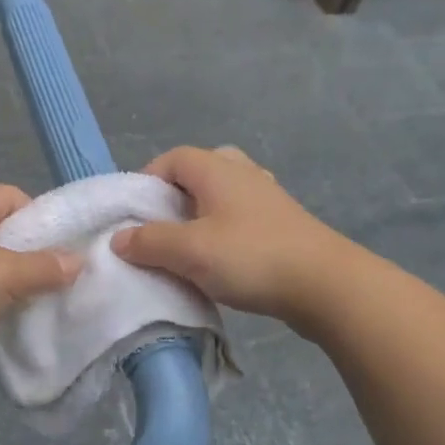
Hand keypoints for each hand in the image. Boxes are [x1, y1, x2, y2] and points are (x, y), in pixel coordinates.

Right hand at [111, 146, 347, 321]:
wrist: (325, 286)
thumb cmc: (251, 257)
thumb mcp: (189, 251)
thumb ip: (149, 242)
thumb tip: (119, 238)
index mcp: (217, 170)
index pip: (172, 158)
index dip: (147, 180)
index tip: (133, 214)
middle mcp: (243, 174)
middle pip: (198, 172)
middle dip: (173, 197)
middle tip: (160, 226)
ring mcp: (266, 199)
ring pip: (220, 196)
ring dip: (198, 216)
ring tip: (185, 246)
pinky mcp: (281, 225)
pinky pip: (239, 217)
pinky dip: (221, 231)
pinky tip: (218, 260)